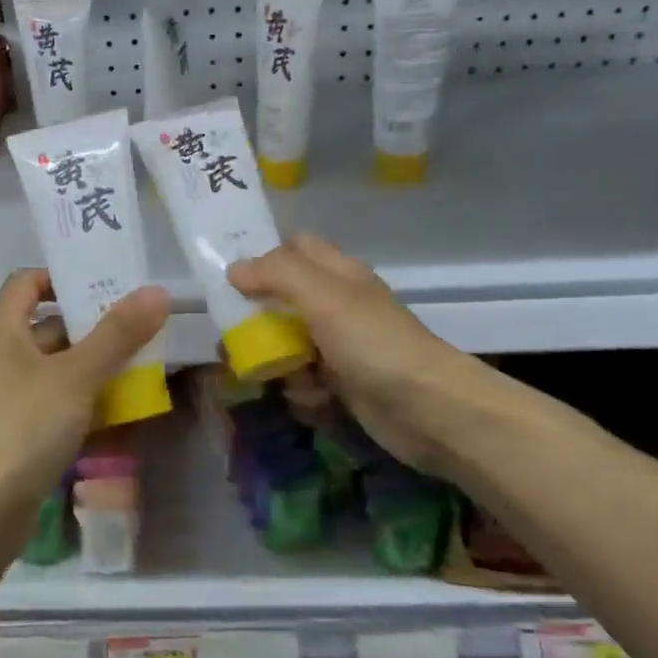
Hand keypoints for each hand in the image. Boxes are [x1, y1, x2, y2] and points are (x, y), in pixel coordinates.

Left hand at [0, 269, 169, 506]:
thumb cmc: (22, 426)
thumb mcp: (76, 375)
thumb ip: (118, 333)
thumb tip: (158, 291)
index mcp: (2, 328)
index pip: (28, 281)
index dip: (64, 277)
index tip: (109, 284)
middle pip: (49, 326)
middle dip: (94, 326)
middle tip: (143, 325)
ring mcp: (6, 397)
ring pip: (56, 369)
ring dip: (95, 366)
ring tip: (143, 364)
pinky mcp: (15, 433)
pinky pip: (54, 404)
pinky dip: (84, 401)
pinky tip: (120, 410)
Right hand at [228, 235, 581, 478]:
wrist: (430, 410)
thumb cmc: (374, 343)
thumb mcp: (323, 297)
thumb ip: (277, 275)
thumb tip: (235, 269)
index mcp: (338, 274)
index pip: (296, 247)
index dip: (264, 255)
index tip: (228, 276)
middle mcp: (339, 305)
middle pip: (285, 299)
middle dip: (257, 317)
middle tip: (231, 335)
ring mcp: (342, 346)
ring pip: (291, 342)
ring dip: (275, 359)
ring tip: (263, 374)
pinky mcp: (345, 384)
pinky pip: (307, 379)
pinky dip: (302, 389)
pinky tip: (309, 398)